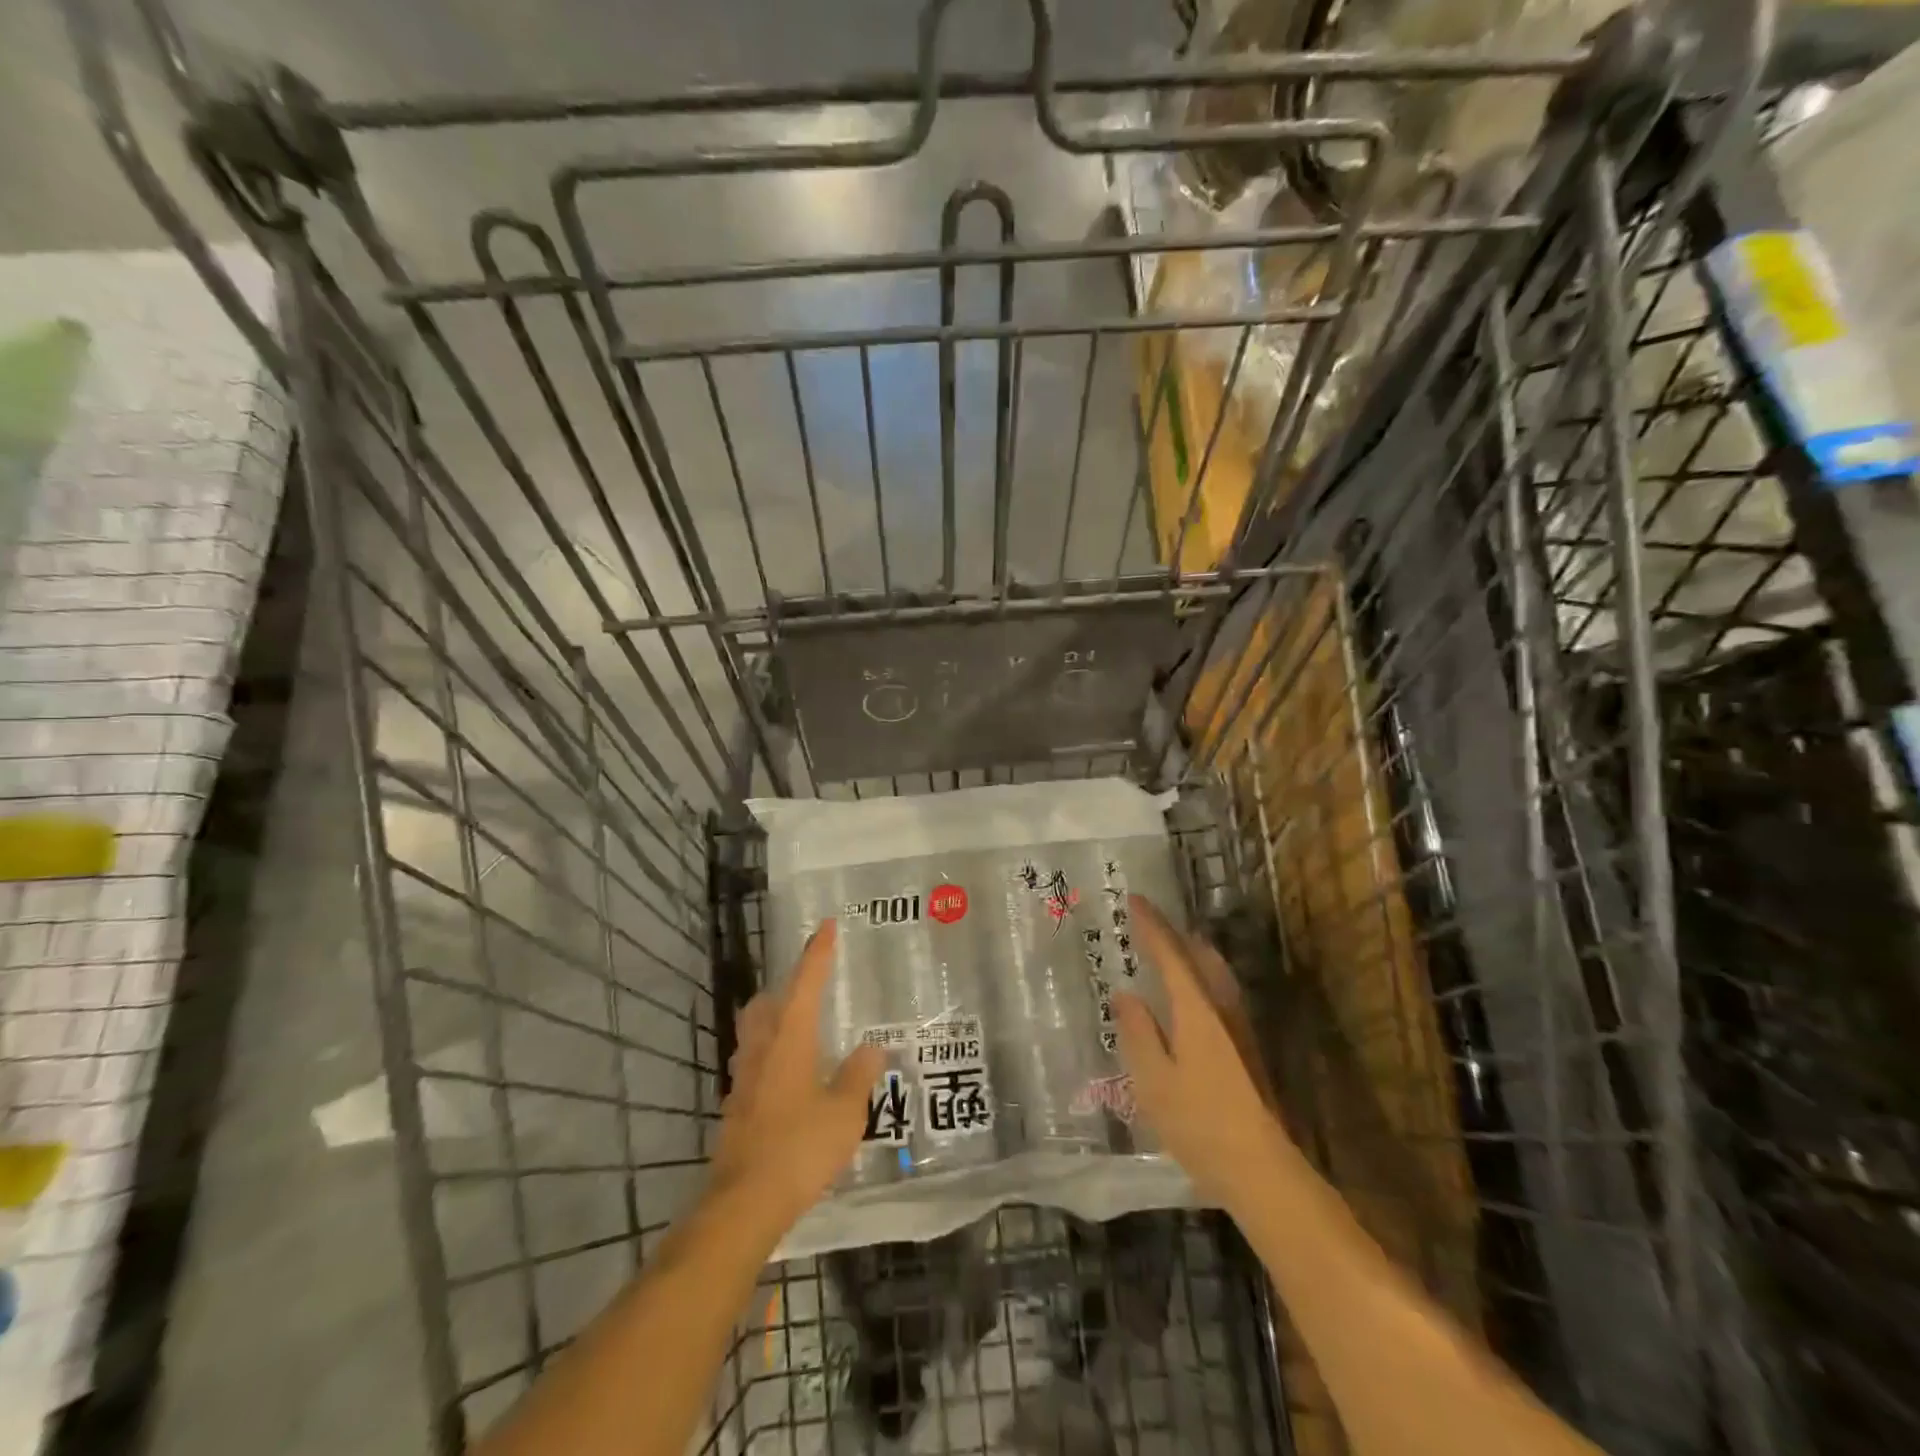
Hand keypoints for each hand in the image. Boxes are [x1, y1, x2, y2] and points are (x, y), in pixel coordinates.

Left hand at [713, 920, 883, 1222]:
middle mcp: (762, 1049)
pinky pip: (754, 1062)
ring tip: (803, 1028)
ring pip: (756, 1031)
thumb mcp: (845, 1112)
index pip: (805, 983)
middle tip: (812, 986)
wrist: (744, 1203)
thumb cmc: (799, 1148)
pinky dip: (772, 1054)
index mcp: (789, 1039)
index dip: (817, 954)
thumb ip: (859, 1076)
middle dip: (788, 987)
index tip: (827, 927)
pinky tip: (791, 1077)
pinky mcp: (736, 1105)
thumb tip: (872, 1048)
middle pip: (767, 1003)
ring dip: (776, 1019)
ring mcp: (743, 1078)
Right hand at [1113, 896, 1288, 1207]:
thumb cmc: (1199, 1123)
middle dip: (1174, 934)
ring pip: (1215, 973)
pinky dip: (1201, 976)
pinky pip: (1219, 991)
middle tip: (1149, 921)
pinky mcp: (1247, 1048)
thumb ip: (1138, 1033)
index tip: (1134, 900)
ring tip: (1169, 947)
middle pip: (1199, 956)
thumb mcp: (1153, 1080)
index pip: (1170, 955)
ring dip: (1191, 952)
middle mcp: (1222, 1008)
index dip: (1152, 926)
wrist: (1262, 1168)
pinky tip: (1190, 993)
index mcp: (1196, 1010)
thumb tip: (1126, 995)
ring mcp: (1239, 1028)